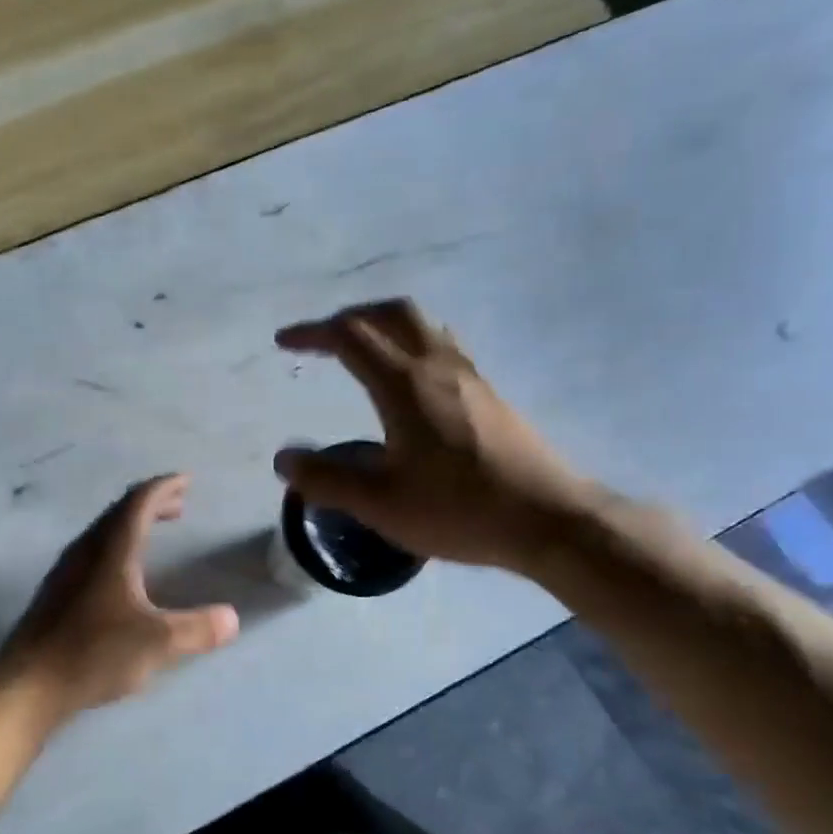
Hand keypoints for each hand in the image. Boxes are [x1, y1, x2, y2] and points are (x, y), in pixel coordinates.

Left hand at [0, 474, 239, 719]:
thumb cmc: (94, 653)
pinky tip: (123, 574)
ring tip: (155, 533)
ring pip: (103, 532)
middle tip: (178, 506)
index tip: (186, 480)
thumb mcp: (157, 643)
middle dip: (151, 503)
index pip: (139, 501)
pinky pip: (92, 552)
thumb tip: (231, 618)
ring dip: (132, 525)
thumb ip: (198, 629)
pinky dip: (116, 547)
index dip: (164, 487)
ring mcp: (66, 571)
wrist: (27, 684)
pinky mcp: (56, 593)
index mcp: (112, 549)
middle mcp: (86, 550)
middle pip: (120, 512)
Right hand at [273, 299, 601, 573]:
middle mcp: (438, 367)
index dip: (312, 333)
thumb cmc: (459, 509)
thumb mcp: (379, 503)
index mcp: (405, 385)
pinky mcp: (490, 396)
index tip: (284, 343)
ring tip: (363, 351)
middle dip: (351, 317)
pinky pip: (443, 348)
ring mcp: (470, 378)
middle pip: (392, 313)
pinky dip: (412, 345)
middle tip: (324, 338)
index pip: (350, 337)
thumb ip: (326, 478)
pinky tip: (410, 384)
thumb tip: (284, 458)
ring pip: (423, 326)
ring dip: (385, 326)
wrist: (549, 519)